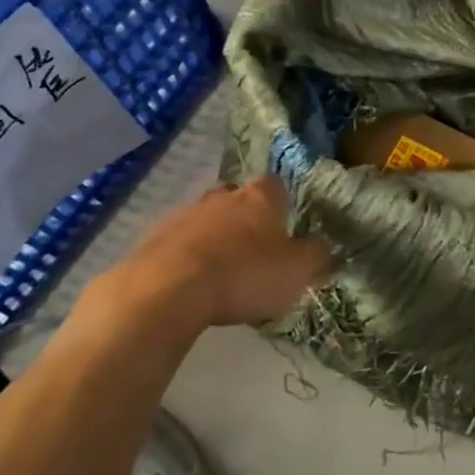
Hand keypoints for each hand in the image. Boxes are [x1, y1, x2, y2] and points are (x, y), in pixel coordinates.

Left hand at [95, 176, 330, 328]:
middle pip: (236, 197)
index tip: (283, 225)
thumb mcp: (297, 271)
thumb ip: (316, 257)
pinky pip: (176, 243)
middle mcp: (221, 196)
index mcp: (260, 198)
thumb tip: (323, 248)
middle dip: (243, 217)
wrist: (167, 289)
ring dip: (212, 237)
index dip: (280, 203)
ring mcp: (183, 214)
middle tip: (252, 248)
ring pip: (204, 218)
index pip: (274, 185)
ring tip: (220, 272)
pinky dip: (185, 257)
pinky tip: (190, 284)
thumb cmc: (244, 274)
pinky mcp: (152, 238)